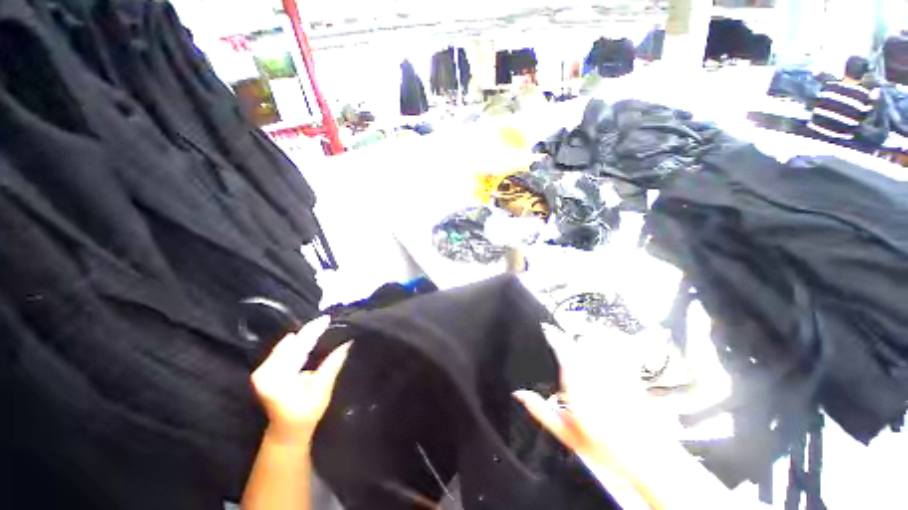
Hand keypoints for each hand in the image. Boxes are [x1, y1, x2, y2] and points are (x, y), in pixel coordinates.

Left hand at [251, 316, 351, 445]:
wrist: (286, 430)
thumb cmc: (305, 414)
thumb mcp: (322, 390)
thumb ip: (332, 364)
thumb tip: (347, 343)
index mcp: (277, 378)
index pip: (298, 347)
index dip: (313, 331)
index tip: (326, 318)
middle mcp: (265, 372)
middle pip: (290, 344)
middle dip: (309, 331)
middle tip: (326, 320)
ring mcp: (262, 371)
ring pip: (286, 346)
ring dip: (303, 336)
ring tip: (320, 326)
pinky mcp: (264, 371)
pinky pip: (282, 351)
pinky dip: (296, 343)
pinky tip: (308, 337)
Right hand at [514, 324, 673, 468]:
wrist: (649, 459)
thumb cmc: (605, 449)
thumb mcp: (567, 434)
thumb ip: (541, 411)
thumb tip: (519, 394)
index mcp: (577, 384)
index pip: (562, 347)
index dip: (552, 334)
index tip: (546, 328)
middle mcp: (596, 372)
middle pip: (579, 339)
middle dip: (568, 333)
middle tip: (560, 335)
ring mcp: (615, 370)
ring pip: (598, 340)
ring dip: (586, 334)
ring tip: (579, 336)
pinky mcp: (629, 372)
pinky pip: (618, 348)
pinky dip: (609, 341)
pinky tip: (604, 342)